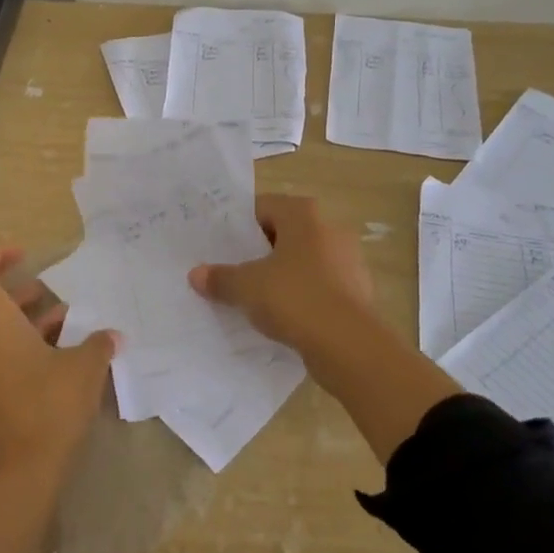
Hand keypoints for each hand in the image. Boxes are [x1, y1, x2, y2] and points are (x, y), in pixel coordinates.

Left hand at [0, 246, 117, 489]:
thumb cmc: (49, 407)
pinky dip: (6, 333)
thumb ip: (98, 343)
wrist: (20, 471)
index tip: (26, 257)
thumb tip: (112, 335)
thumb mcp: (84, 368)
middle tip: (31, 280)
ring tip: (54, 313)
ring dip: (7, 308)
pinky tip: (51, 345)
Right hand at [188, 195, 374, 350]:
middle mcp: (329, 229)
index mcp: (303, 215)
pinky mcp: (357, 292)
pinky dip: (302, 297)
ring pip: (303, 262)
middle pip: (284, 234)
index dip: (238, 225)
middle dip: (259, 251)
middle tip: (231, 270)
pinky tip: (282, 318)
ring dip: (281, 275)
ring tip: (253, 297)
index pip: (263, 207)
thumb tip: (196, 275)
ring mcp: (348, 261)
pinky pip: (319, 287)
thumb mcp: (246, 287)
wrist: (349, 345)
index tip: (219, 245)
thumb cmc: (294, 298)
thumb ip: (220, 278)